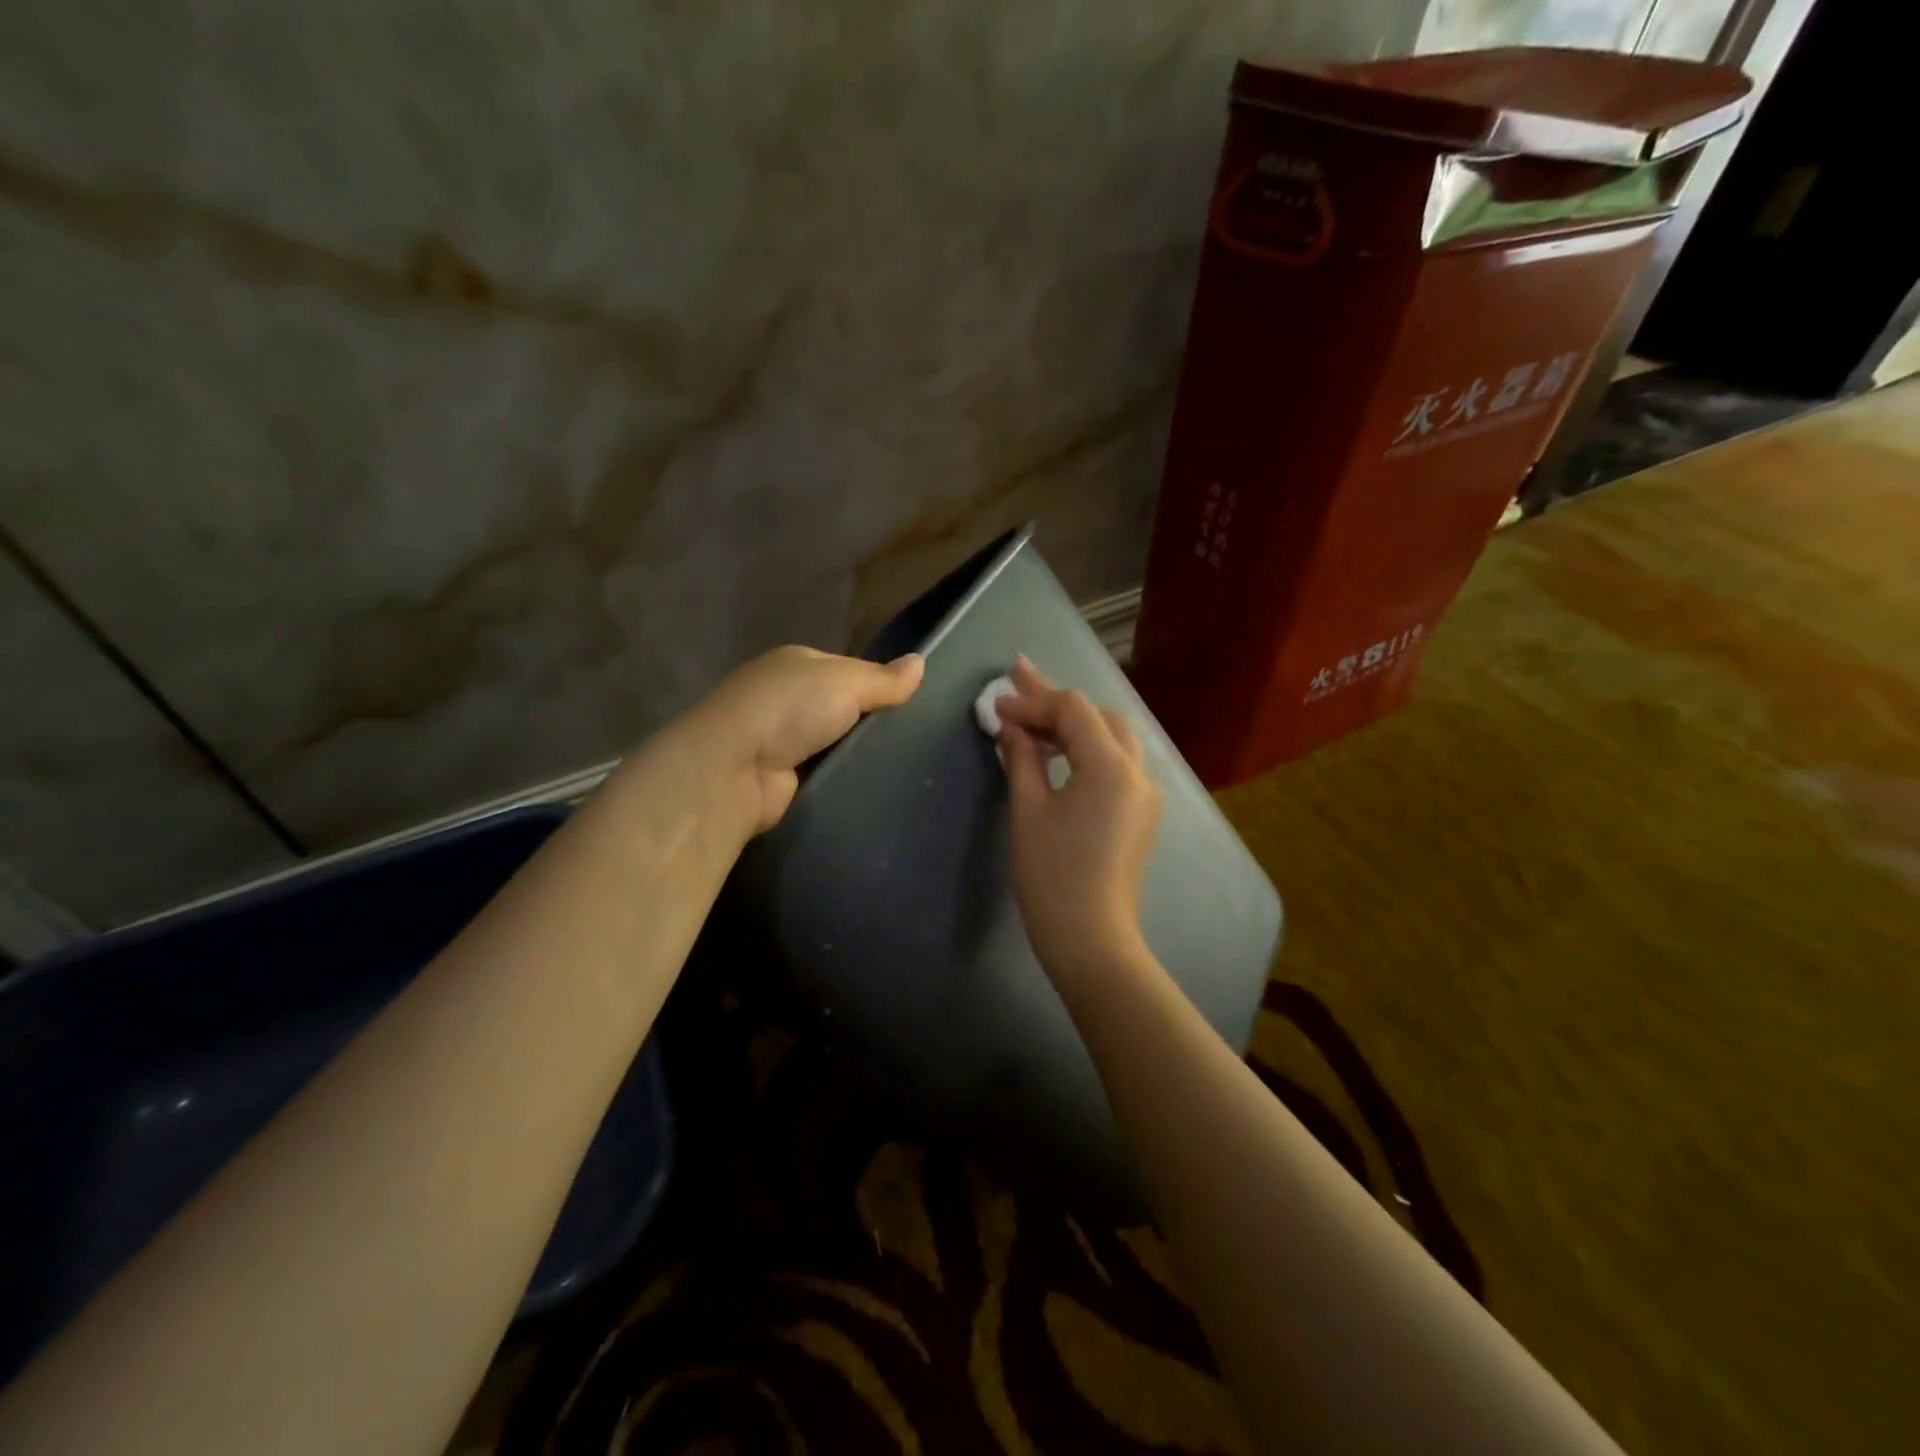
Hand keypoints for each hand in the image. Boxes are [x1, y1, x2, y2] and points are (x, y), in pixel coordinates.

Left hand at [687, 645, 923, 832]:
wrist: (732, 769)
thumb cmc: (789, 709)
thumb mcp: (846, 682)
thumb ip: (884, 678)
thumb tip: (922, 663)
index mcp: (795, 663)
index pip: (846, 669)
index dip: (877, 683)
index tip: (911, 704)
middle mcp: (782, 697)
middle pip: (838, 706)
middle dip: (866, 721)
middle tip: (911, 738)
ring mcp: (776, 738)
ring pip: (831, 742)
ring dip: (853, 752)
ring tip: (900, 766)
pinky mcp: (778, 777)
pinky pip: (820, 772)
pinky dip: (838, 777)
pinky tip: (868, 785)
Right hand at [995, 657, 1163, 991]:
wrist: (1091, 939)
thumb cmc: (1052, 876)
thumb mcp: (1028, 810)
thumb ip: (1022, 758)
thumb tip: (1010, 726)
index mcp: (1110, 767)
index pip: (1074, 710)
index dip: (1033, 700)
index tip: (997, 705)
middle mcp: (1138, 771)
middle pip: (1099, 716)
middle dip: (1057, 700)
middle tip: (1017, 684)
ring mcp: (1146, 793)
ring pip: (1113, 736)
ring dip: (1075, 722)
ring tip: (1033, 717)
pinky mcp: (1142, 813)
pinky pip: (1118, 762)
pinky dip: (1089, 747)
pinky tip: (1059, 752)